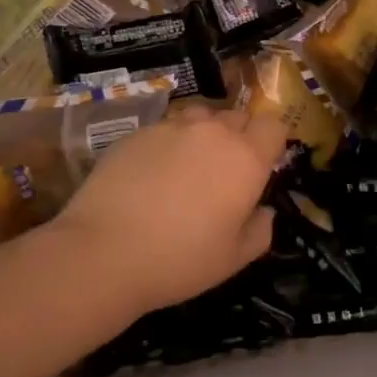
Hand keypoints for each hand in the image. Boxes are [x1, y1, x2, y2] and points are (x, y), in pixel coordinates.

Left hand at [52, 103, 286, 317]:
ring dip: (203, 134)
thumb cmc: (180, 260)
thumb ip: (260, 230)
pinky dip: (168, 144)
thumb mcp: (233, 259)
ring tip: (188, 167)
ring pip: (199, 117)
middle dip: (238, 137)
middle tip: (224, 173)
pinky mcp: (137, 132)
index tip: (261, 167)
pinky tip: (151, 175)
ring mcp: (171, 127)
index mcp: (245, 158)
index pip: (273, 126)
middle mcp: (212, 132)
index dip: (271, 143)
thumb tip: (264, 212)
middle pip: (237, 117)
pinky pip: (165, 128)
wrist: (103, 252)